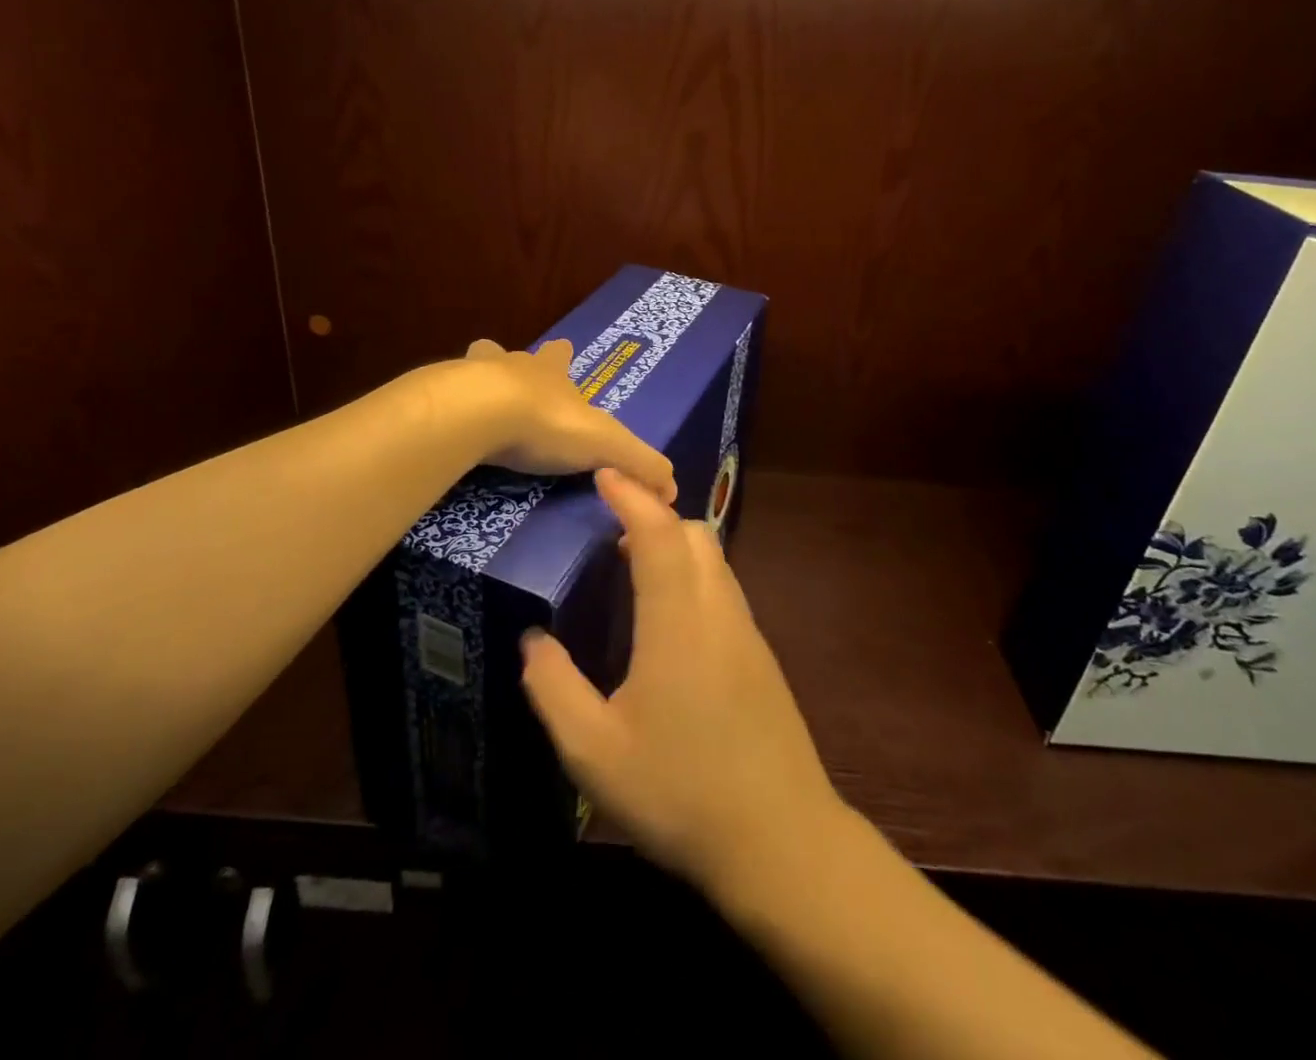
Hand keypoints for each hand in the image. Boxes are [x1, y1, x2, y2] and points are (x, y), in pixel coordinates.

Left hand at [463, 339, 676, 503]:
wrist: (480, 414)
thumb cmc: (547, 424)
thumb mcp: (606, 445)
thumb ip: (640, 464)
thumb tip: (672, 488)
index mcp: (551, 372)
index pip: (561, 356)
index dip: (564, 356)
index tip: (565, 350)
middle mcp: (513, 365)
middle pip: (517, 355)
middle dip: (519, 363)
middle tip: (514, 378)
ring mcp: (471, 375)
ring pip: (477, 363)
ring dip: (478, 376)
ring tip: (474, 394)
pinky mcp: (440, 396)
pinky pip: (445, 395)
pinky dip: (448, 405)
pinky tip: (447, 423)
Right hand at [520, 468, 845, 896]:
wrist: (782, 843)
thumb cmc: (682, 792)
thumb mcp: (594, 751)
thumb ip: (553, 688)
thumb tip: (532, 640)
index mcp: (678, 619)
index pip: (657, 531)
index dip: (629, 495)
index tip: (602, 473)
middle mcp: (719, 610)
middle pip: (694, 533)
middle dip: (653, 514)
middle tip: (607, 528)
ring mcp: (747, 633)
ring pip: (714, 559)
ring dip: (675, 545)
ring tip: (629, 567)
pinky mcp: (760, 658)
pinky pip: (723, 590)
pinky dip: (692, 575)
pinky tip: (666, 619)